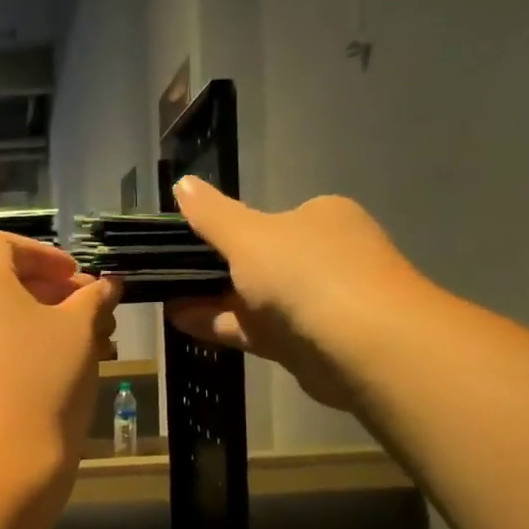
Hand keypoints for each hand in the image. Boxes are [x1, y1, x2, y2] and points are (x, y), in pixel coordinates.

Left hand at [0, 233, 118, 490]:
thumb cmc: (44, 379)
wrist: (5, 461)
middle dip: (53, 290)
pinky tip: (66, 368)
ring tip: (93, 341)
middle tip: (94, 309)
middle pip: (2, 281)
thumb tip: (107, 285)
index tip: (77, 278)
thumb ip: (94, 297)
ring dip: (46, 321)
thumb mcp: (80, 329)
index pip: (1, 244)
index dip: (44, 254)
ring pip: (0, 318)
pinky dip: (25, 346)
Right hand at [166, 176, 429, 411]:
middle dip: (214, 271)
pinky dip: (222, 325)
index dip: (225, 230)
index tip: (185, 243)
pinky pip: (256, 329)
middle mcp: (324, 256)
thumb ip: (212, 215)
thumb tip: (181, 183)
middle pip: (259, 261)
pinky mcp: (307, 344)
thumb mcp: (248, 236)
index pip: (269, 220)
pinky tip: (182, 322)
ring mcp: (317, 303)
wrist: (362, 344)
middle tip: (168, 275)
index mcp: (321, 218)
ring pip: (255, 299)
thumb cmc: (305, 273)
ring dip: (211, 300)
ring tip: (165, 301)